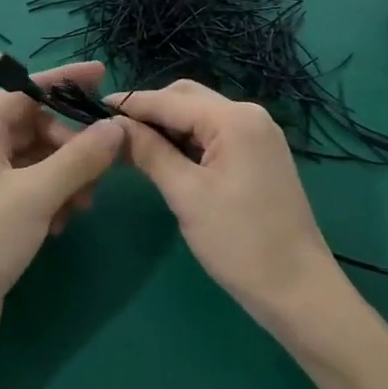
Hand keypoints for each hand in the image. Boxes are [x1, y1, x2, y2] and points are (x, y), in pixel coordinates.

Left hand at [0, 62, 124, 369]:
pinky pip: (35, 188)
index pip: (25, 90)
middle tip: (102, 169)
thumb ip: (80, 157)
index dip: (64, 81)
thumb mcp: (37, 194)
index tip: (102, 77)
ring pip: (40, 160)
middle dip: (73, 144)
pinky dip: (55, 197)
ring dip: (68, 175)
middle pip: (37, 125)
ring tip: (83, 205)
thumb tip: (116, 127)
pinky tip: (63, 224)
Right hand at [111, 81, 345, 329]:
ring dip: (165, 126)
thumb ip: (149, 152)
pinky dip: (186, 141)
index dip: (130, 104)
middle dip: (148, 111)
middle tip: (110, 133)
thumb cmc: (239, 242)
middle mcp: (250, 115)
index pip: (169, 100)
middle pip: (186, 98)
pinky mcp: (259, 155)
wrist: (298, 290)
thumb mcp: (186, 195)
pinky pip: (214, 135)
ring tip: (129, 146)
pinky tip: (163, 157)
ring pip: (199, 116)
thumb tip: (113, 125)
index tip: (89, 109)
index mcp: (234, 119)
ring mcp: (258, 135)